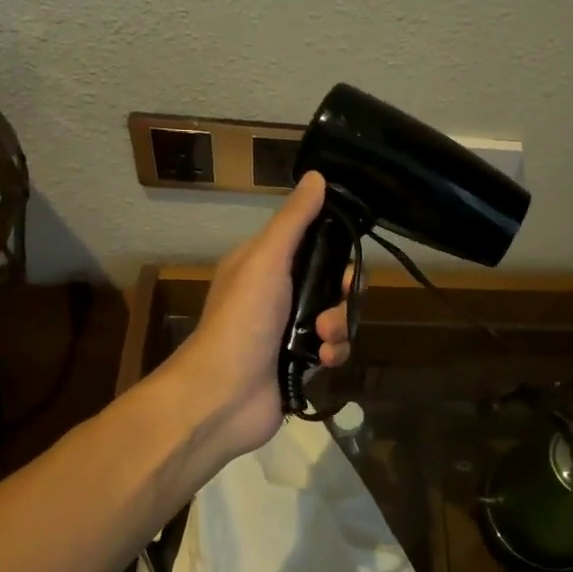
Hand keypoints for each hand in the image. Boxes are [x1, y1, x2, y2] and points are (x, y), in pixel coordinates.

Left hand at [164, 171, 351, 466]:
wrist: (223, 395)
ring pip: (336, 316)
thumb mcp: (267, 259)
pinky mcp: (300, 363)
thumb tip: (317, 176)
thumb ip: (294, 221)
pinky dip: (334, 353)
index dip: (336, 250)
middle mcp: (277, 294)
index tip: (349, 258)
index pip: (312, 244)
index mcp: (264, 264)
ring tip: (323, 339)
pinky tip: (324, 362)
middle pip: (331, 282)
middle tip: (343, 299)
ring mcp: (288, 331)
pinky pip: (333, 349)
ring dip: (339, 326)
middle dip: (343, 293)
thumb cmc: (242, 319)